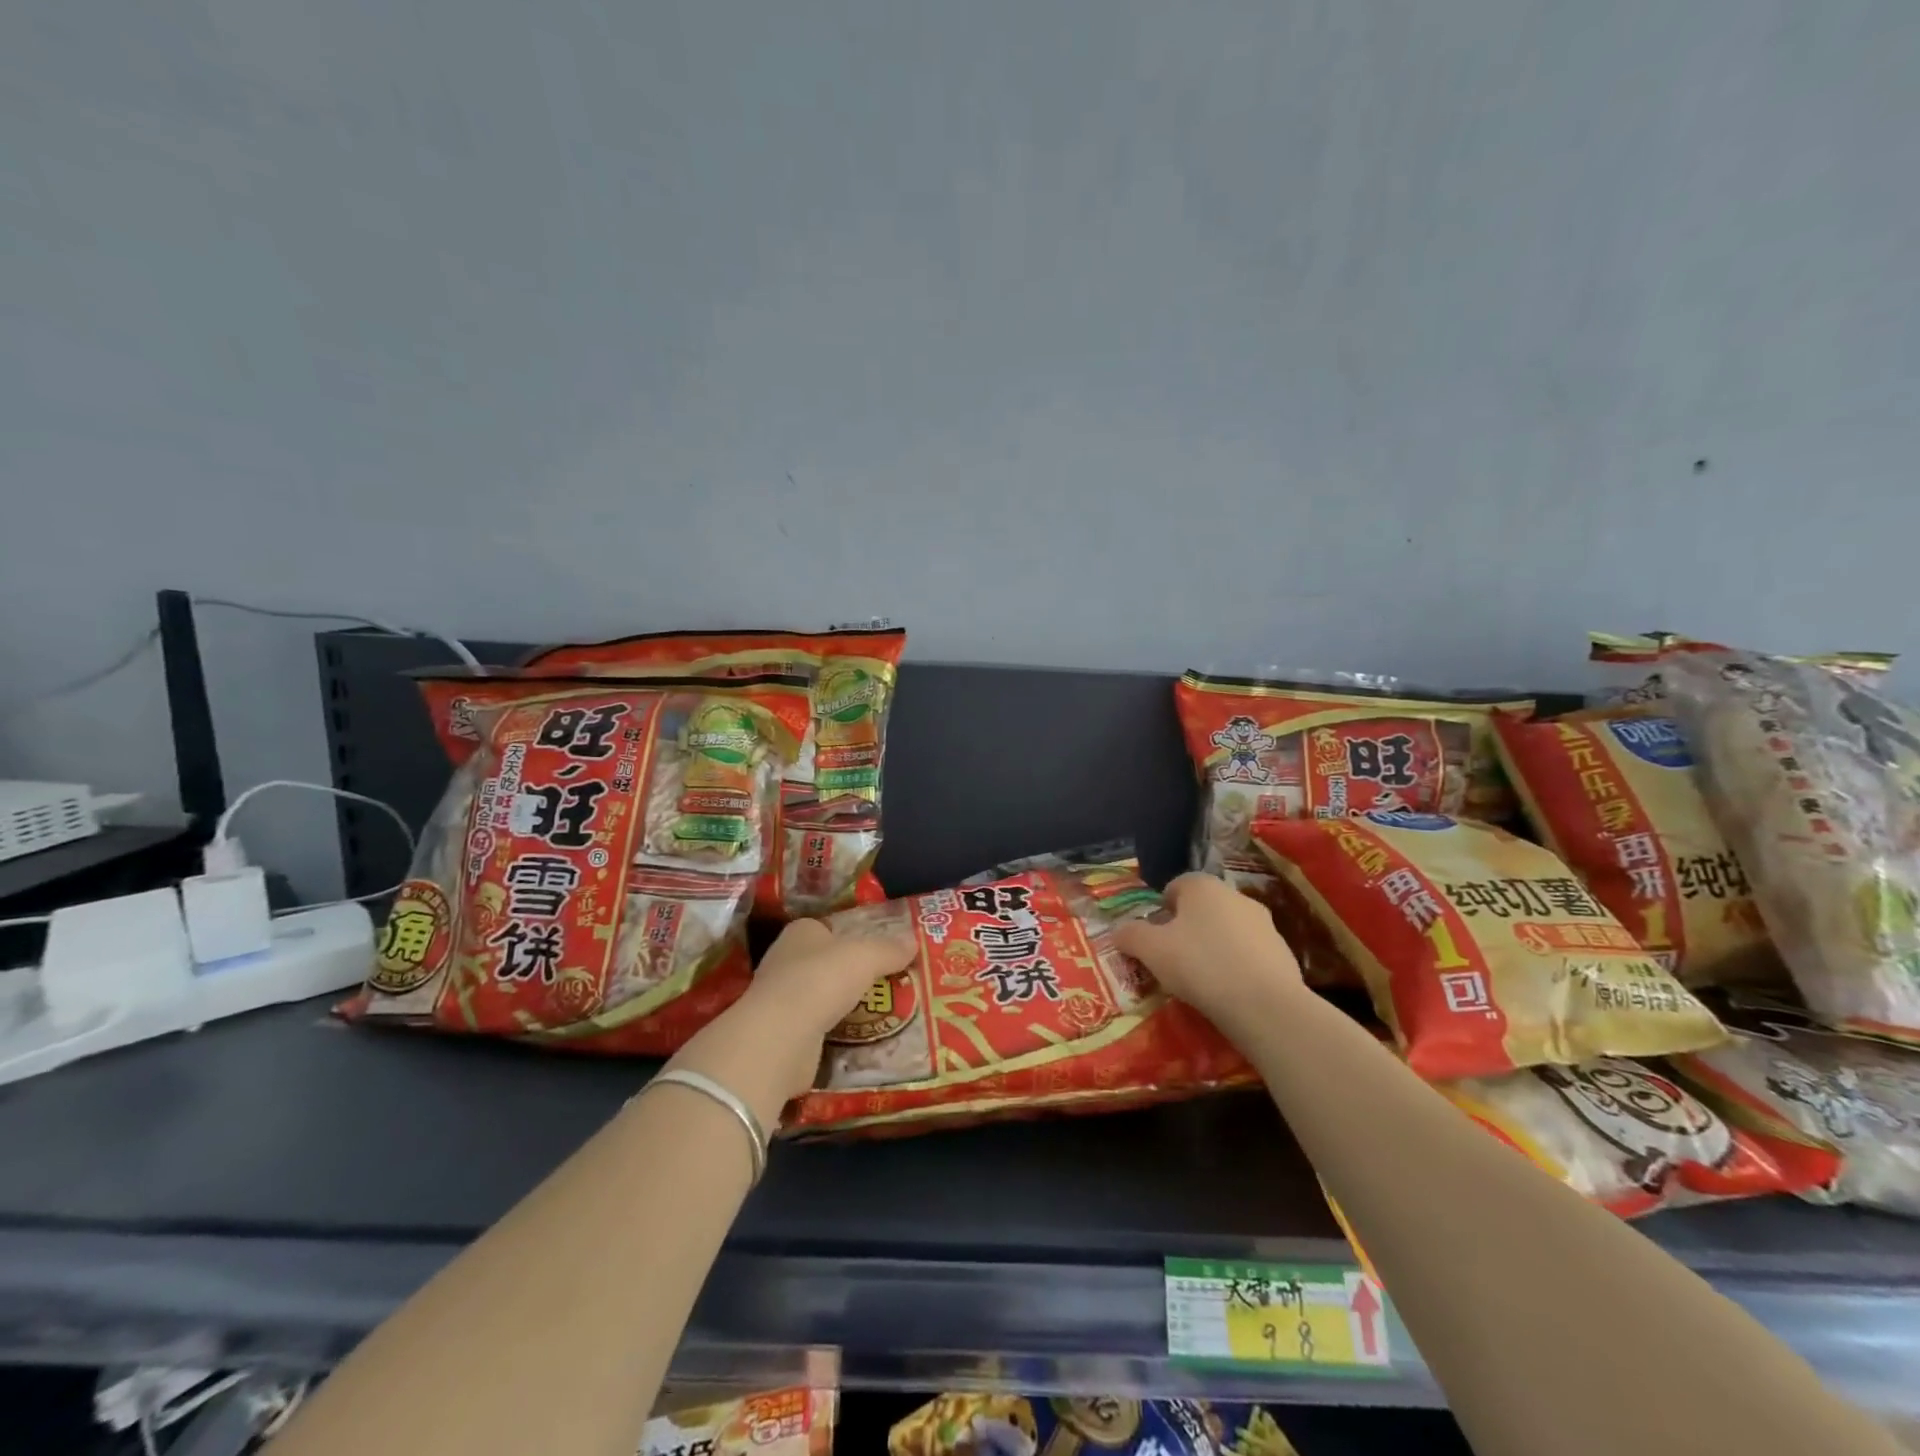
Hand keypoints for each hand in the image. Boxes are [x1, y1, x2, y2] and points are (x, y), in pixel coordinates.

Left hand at [670, 919, 917, 1120]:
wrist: (781, 1038)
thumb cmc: (821, 980)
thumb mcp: (866, 956)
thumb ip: (889, 949)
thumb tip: (914, 942)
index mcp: (801, 933)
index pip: (829, 929)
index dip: (854, 937)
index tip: (882, 950)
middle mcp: (786, 961)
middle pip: (827, 964)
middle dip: (853, 973)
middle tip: (891, 982)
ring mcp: (782, 1000)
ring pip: (824, 998)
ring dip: (846, 1006)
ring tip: (885, 1012)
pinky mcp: (785, 1035)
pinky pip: (820, 1029)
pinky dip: (838, 1034)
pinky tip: (862, 1039)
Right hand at [1114, 873, 1304, 1031]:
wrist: (1265, 1005)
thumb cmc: (1200, 966)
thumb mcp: (1151, 951)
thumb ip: (1130, 935)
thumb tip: (1119, 931)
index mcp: (1202, 886)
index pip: (1175, 886)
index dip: (1161, 911)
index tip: (1155, 939)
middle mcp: (1235, 896)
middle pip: (1203, 908)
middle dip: (1188, 929)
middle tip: (1174, 960)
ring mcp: (1264, 923)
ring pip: (1228, 930)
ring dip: (1214, 947)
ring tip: (1203, 981)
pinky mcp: (1284, 952)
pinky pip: (1250, 954)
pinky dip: (1238, 966)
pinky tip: (1230, 992)